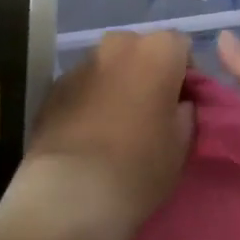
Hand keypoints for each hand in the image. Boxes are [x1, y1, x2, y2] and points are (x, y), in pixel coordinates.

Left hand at [15, 30, 193, 239]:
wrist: (69, 194)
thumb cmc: (138, 166)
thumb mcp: (181, 145)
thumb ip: (185, 112)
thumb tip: (178, 104)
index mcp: (157, 51)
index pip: (182, 46)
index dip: (186, 75)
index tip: (183, 106)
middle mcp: (118, 45)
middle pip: (142, 50)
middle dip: (149, 73)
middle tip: (151, 112)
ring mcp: (81, 63)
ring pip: (110, 66)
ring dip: (117, 85)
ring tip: (117, 125)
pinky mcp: (53, 87)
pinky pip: (83, 86)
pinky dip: (90, 100)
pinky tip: (89, 134)